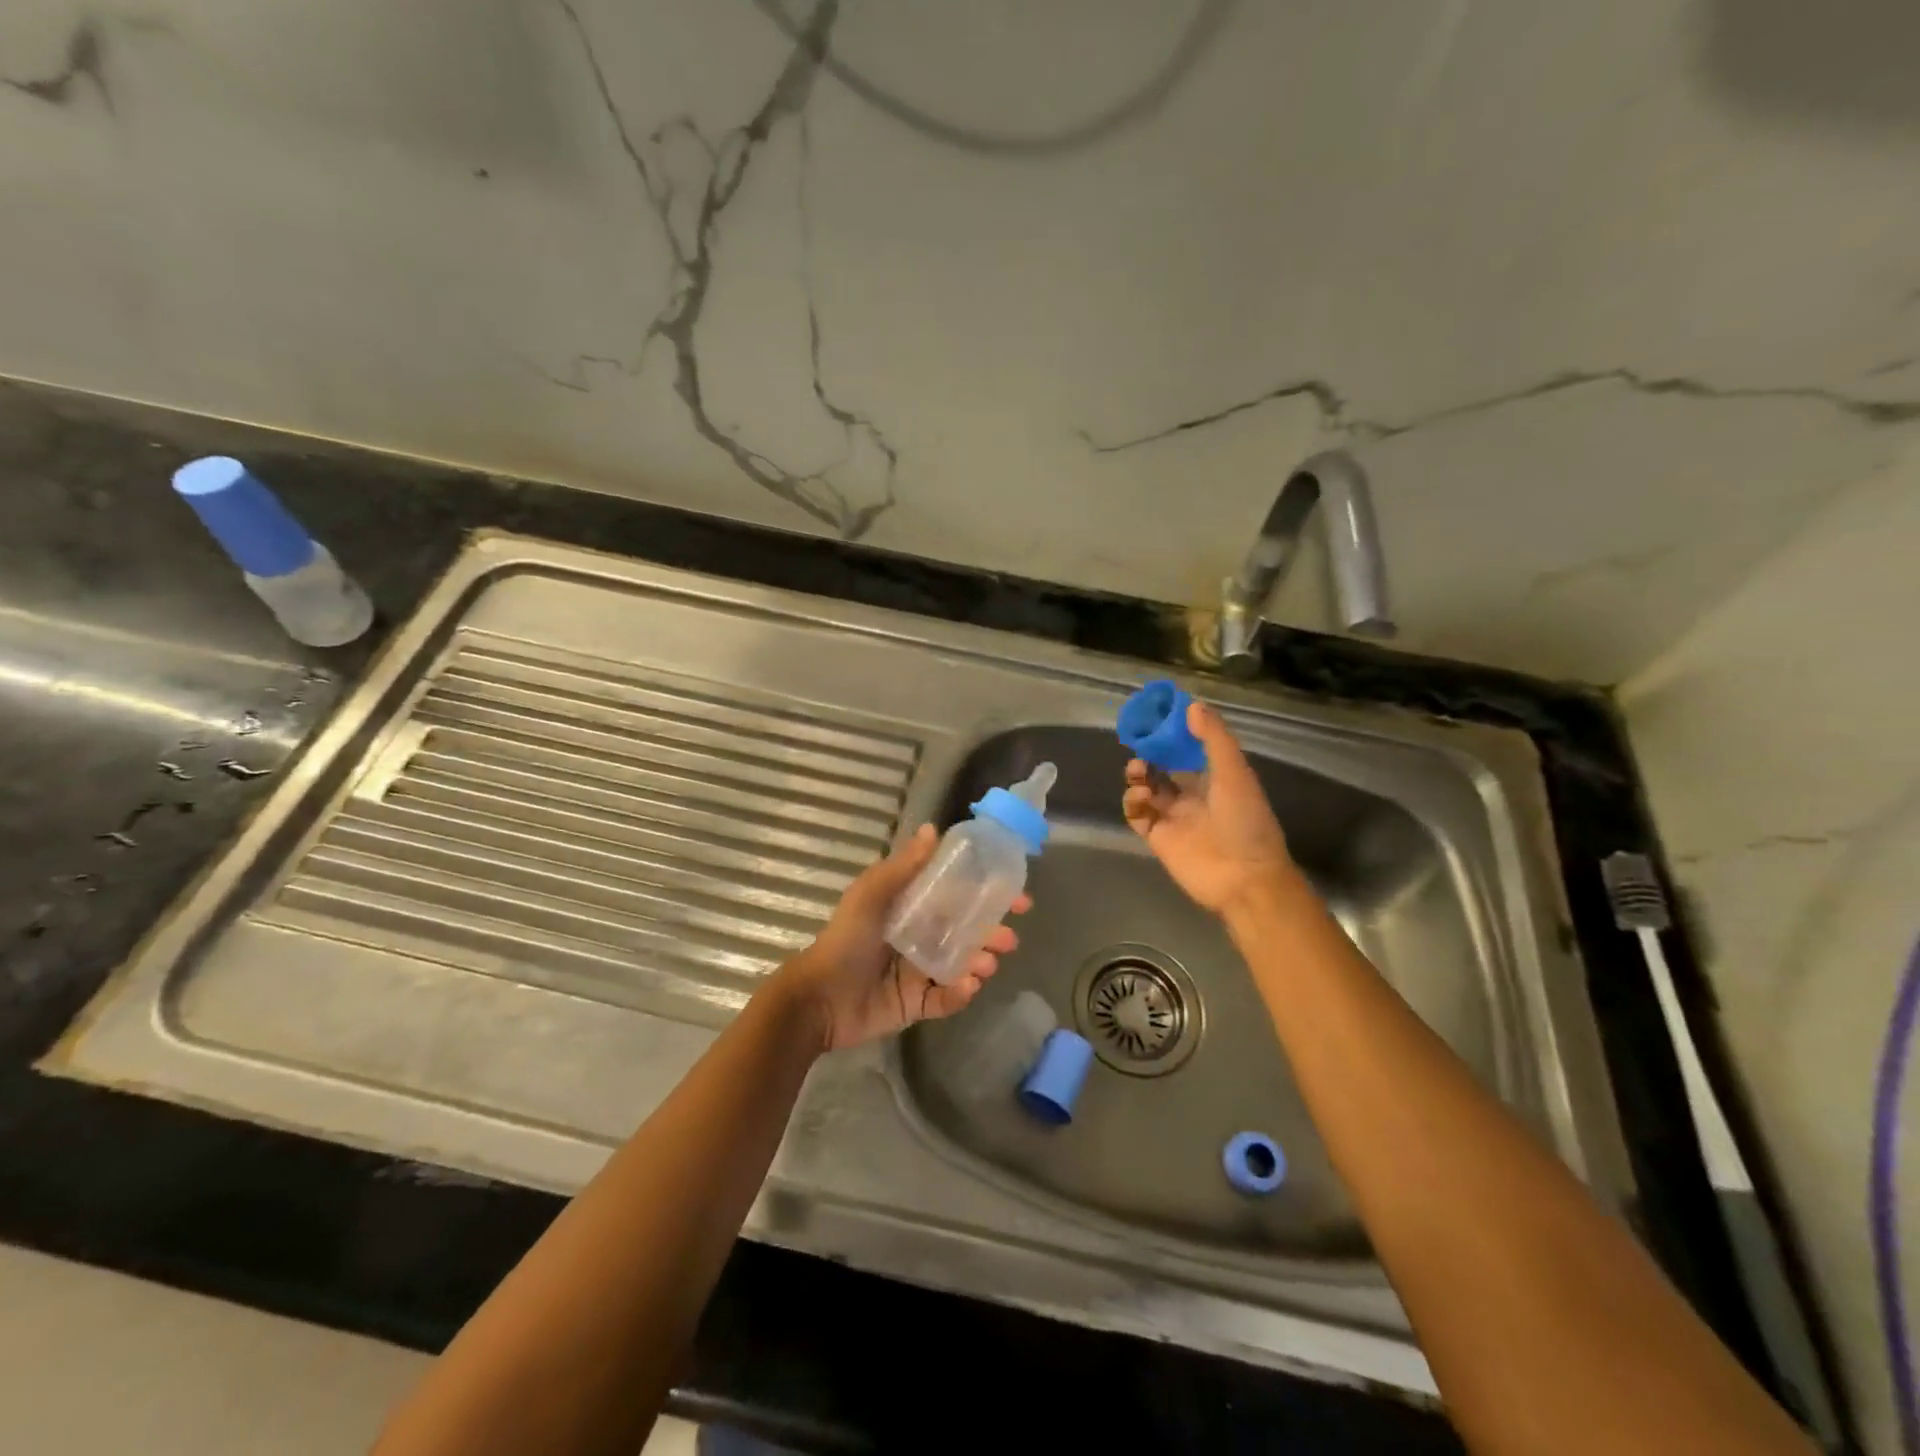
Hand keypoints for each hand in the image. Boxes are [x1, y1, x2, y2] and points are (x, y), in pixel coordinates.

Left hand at [774, 824, 1030, 1052]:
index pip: (956, 897)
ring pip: (961, 965)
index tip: (1016, 897)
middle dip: (991, 933)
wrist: (819, 998)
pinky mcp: (915, 1005)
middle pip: (965, 933)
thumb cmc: (846, 940)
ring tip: (987, 964)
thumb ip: (903, 866)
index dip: (986, 895)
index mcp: (910, 909)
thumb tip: (933, 828)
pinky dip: (960, 993)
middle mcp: (919, 938)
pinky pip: (946, 999)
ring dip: (980, 962)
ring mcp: (918, 973)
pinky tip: (967, 986)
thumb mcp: (872, 895)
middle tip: (1008, 938)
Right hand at [1123, 699, 1294, 914]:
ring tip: (1139, 772)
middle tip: (1140, 745)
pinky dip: (1133, 802)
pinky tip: (1141, 797)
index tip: (1157, 719)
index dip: (1172, 735)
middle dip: (1149, 755)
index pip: (1189, 750)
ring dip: (1139, 776)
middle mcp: (1193, 795)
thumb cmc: (1245, 821)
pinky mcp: (1158, 838)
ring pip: (1147, 789)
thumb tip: (1192, 705)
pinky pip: (1137, 814)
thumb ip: (1213, 739)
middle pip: (1163, 768)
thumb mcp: (1234, 773)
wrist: (1243, 878)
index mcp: (1216, 779)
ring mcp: (1174, 817)